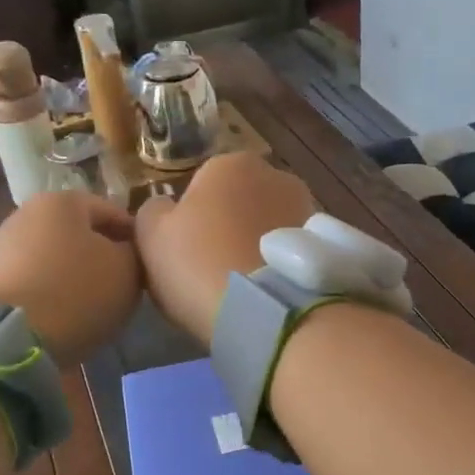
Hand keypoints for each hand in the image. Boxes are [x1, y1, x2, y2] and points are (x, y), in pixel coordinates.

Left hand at [0, 192, 141, 363]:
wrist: (10, 336)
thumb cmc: (77, 292)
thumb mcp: (127, 271)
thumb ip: (136, 253)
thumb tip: (128, 251)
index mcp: (63, 200)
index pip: (114, 212)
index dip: (136, 239)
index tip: (148, 265)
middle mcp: (28, 212)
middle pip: (80, 233)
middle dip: (102, 256)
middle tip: (123, 286)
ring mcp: (3, 245)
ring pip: (55, 257)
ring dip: (75, 275)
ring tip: (94, 305)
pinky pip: (33, 280)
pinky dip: (51, 292)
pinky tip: (63, 315)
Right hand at [134, 153, 315, 341]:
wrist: (263, 311)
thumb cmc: (198, 263)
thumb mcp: (150, 236)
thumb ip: (152, 211)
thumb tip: (165, 208)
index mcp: (230, 163)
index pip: (200, 185)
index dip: (188, 220)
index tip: (184, 253)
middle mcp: (275, 174)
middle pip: (238, 202)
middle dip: (227, 227)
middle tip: (210, 269)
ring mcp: (306, 208)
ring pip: (267, 227)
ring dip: (254, 246)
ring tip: (240, 286)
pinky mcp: (324, 245)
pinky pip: (288, 252)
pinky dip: (277, 265)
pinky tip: (264, 293)